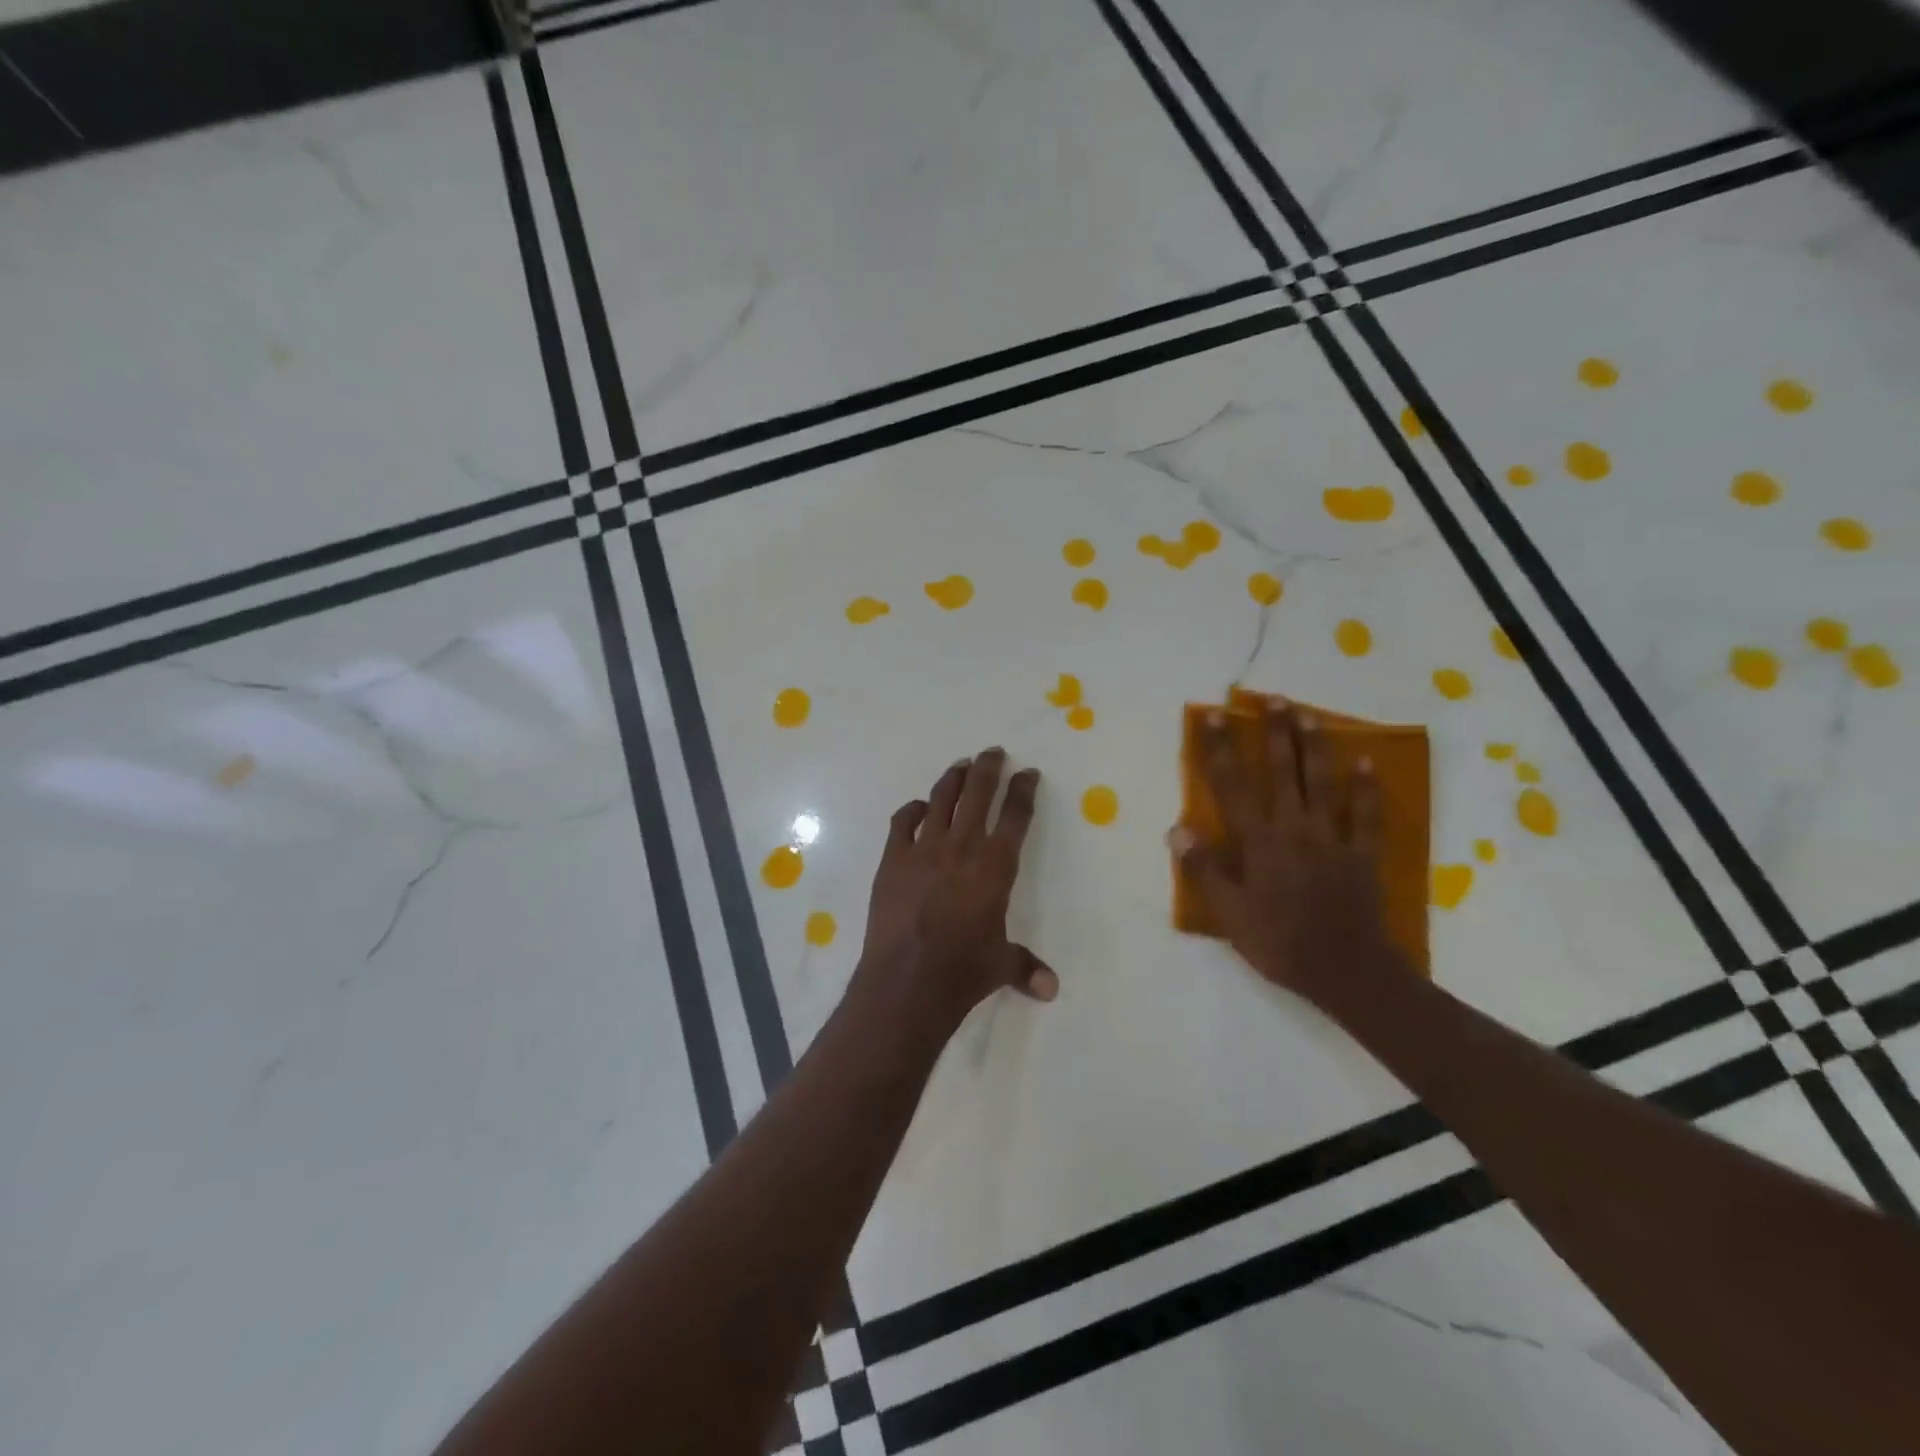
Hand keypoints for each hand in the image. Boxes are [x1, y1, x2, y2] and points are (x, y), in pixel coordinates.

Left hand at [856, 748, 1057, 1035]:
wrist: (907, 980)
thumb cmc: (963, 970)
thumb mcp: (1001, 966)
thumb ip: (1026, 966)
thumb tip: (1051, 989)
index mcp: (996, 865)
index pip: (1016, 816)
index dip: (1024, 790)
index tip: (1028, 773)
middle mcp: (963, 847)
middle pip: (978, 794)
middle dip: (989, 768)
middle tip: (993, 752)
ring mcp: (924, 849)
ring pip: (941, 800)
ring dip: (953, 779)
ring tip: (961, 766)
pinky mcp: (893, 859)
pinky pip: (902, 822)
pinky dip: (911, 810)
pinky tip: (917, 808)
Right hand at [1172, 700, 1404, 1010]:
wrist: (1347, 971)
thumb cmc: (1280, 942)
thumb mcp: (1229, 913)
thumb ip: (1204, 869)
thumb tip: (1177, 828)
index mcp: (1258, 841)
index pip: (1232, 786)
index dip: (1220, 749)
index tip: (1213, 716)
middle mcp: (1293, 828)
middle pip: (1282, 771)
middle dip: (1274, 732)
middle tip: (1272, 697)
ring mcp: (1331, 838)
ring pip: (1321, 782)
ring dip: (1314, 745)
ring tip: (1308, 714)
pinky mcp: (1361, 853)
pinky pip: (1364, 814)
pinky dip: (1366, 788)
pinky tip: (1365, 763)